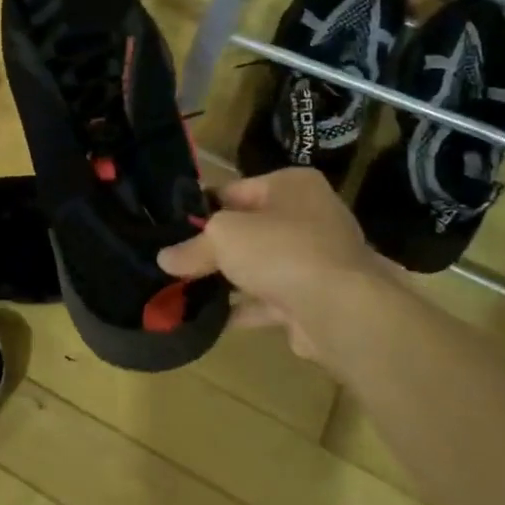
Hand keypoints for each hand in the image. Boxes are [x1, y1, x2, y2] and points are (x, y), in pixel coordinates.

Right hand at [158, 168, 389, 362]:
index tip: (174, 228)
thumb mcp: (222, 237)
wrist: (340, 311)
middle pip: (250, 229)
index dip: (203, 208)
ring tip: (187, 290)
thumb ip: (192, 247)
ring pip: (262, 266)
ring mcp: (318, 260)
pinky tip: (213, 319)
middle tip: (178, 261)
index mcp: (292, 185)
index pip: (235, 190)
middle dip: (216, 248)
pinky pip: (272, 299)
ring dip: (230, 280)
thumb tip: (164, 259)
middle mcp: (311, 216)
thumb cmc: (279, 250)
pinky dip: (245, 308)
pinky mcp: (318, 299)